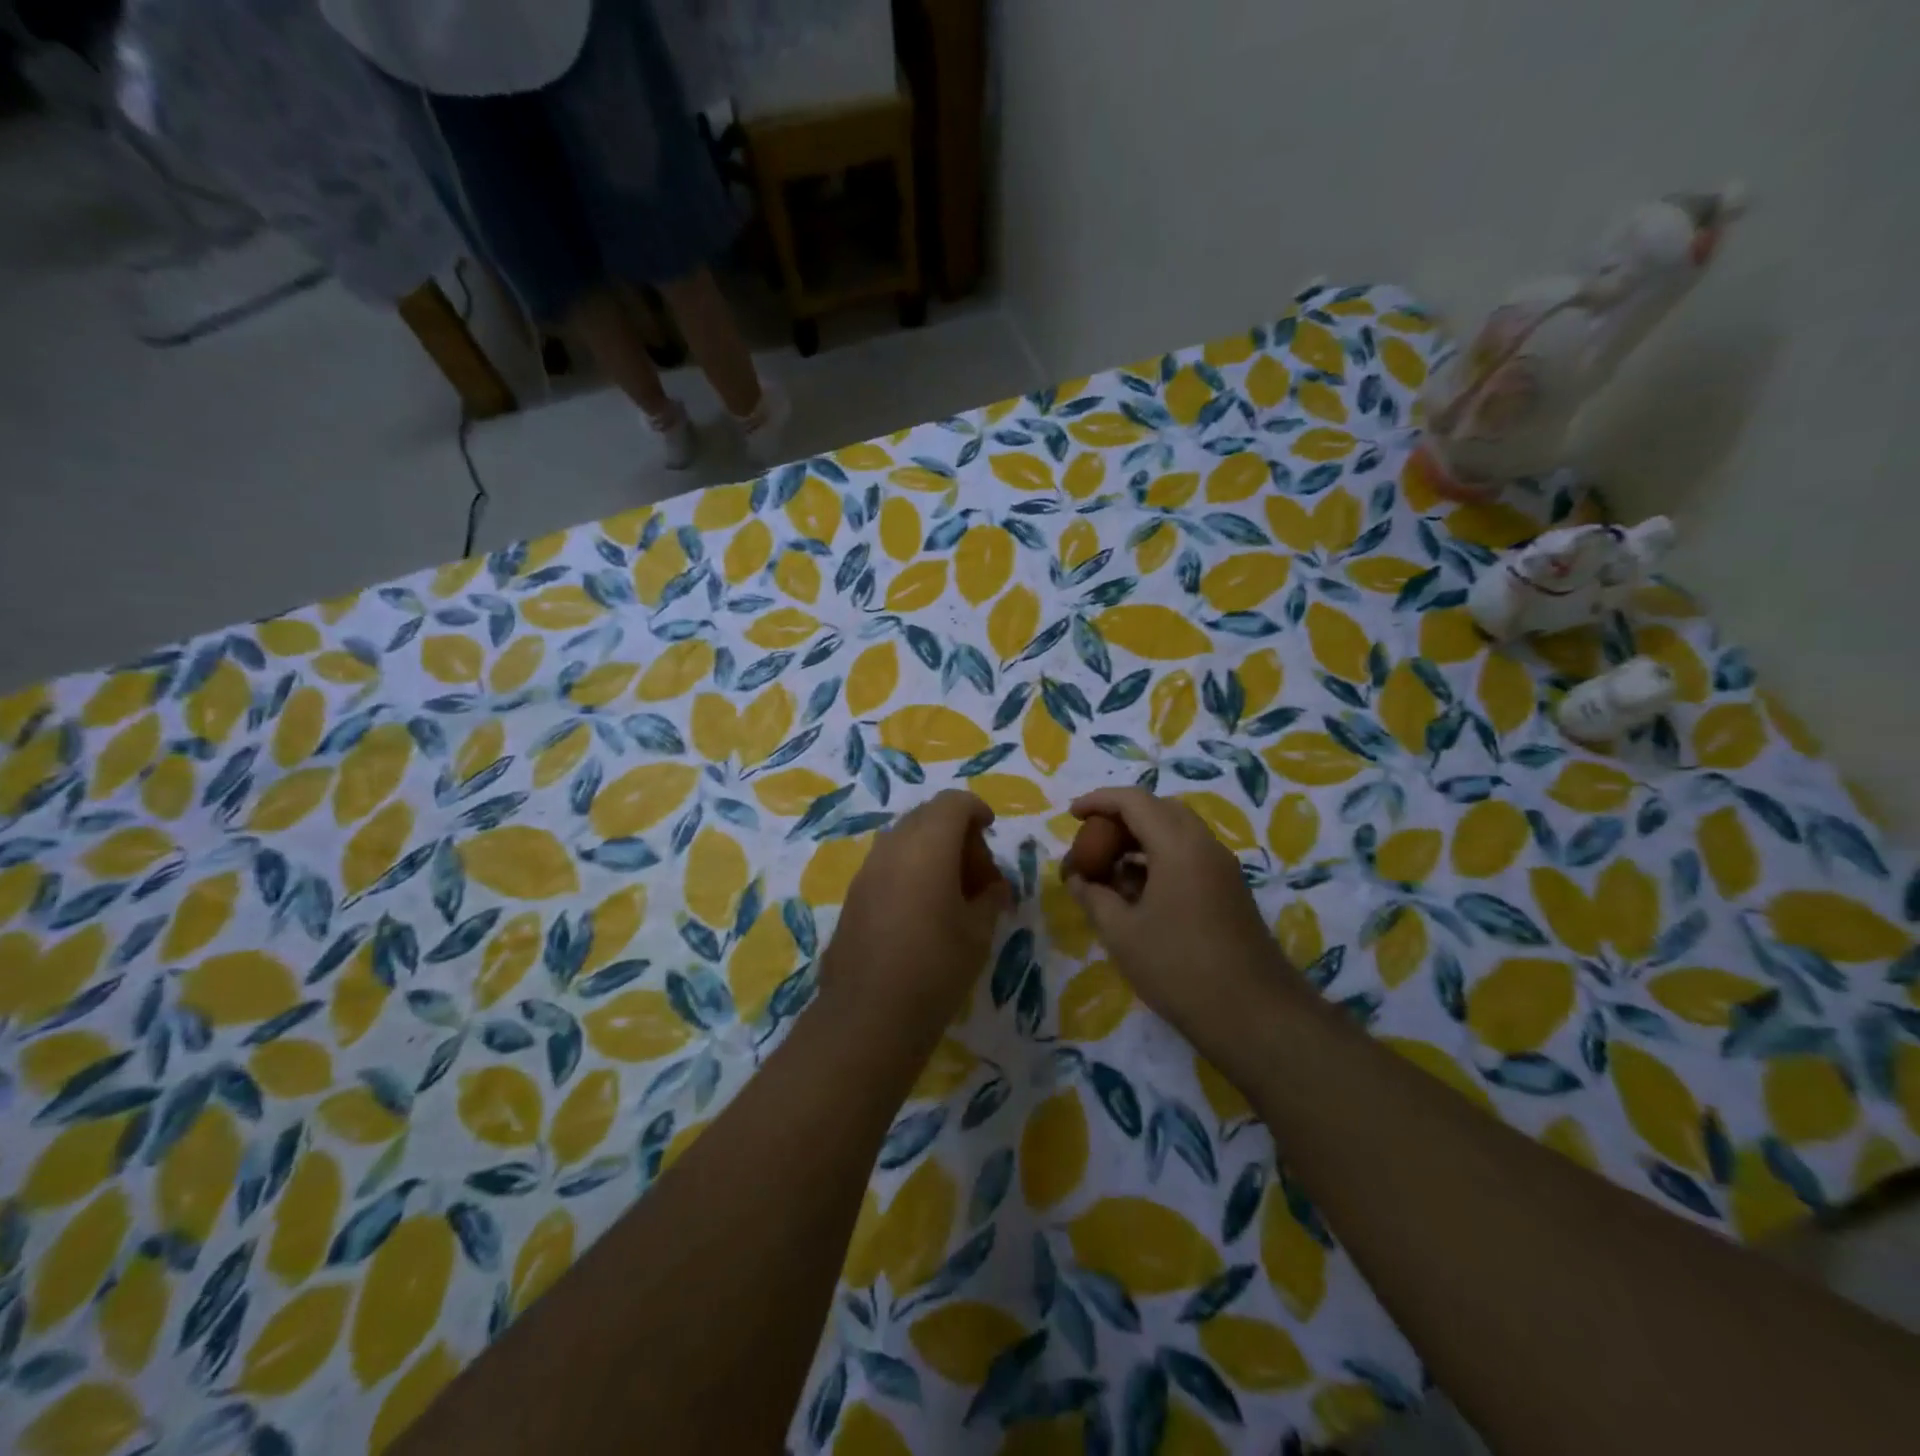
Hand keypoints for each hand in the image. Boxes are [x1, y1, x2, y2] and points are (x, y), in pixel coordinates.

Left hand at [820, 790, 1011, 1036]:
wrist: (868, 1015)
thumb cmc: (935, 968)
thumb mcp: (978, 933)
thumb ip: (990, 899)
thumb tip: (993, 888)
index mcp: (928, 845)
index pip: (953, 803)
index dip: (976, 810)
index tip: (991, 831)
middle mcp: (893, 846)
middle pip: (928, 816)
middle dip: (957, 833)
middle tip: (978, 874)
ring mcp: (868, 869)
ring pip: (905, 838)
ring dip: (932, 851)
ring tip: (953, 893)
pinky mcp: (854, 893)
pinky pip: (888, 862)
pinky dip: (911, 868)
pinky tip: (924, 909)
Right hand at [1064, 788, 1298, 1053]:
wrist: (1254, 1016)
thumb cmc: (1179, 968)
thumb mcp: (1122, 934)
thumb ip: (1093, 897)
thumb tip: (1078, 878)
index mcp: (1178, 846)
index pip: (1134, 801)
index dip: (1099, 801)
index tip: (1072, 815)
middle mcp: (1205, 846)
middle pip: (1158, 810)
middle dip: (1120, 819)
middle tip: (1091, 843)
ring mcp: (1222, 868)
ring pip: (1176, 833)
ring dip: (1139, 841)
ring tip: (1108, 872)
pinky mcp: (1229, 891)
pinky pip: (1189, 856)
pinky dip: (1158, 860)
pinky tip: (1137, 894)